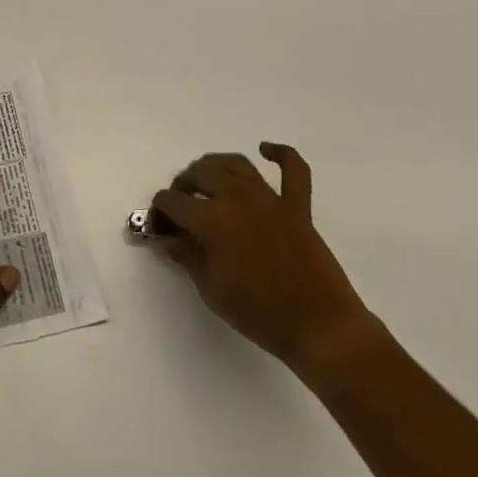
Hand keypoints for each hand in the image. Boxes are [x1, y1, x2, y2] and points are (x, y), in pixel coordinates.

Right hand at [153, 143, 380, 378]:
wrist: (319, 326)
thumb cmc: (258, 313)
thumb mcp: (211, 290)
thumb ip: (187, 257)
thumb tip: (170, 238)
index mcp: (211, 220)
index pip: (173, 202)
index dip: (160, 211)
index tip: (159, 226)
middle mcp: (237, 198)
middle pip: (200, 174)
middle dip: (182, 185)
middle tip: (180, 205)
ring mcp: (270, 199)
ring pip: (236, 164)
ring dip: (215, 166)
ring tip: (206, 180)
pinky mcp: (298, 206)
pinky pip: (293, 170)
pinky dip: (280, 154)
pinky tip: (266, 150)